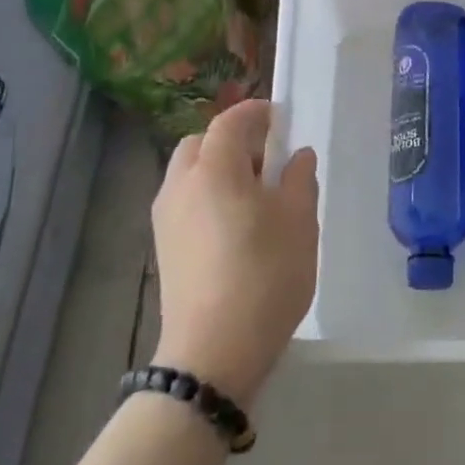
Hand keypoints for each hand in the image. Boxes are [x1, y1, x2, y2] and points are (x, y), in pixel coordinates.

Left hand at [150, 100, 317, 406]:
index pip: (229, 122)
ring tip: (255, 195)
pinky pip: (185, 203)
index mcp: (214, 169)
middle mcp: (180, 185)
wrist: (213, 351)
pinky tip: (235, 226)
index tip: (281, 118)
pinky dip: (207, 197)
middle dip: (231, 141)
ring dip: (217, 170)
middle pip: (200, 144)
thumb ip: (300, 179)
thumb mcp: (299, 221)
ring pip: (189, 175)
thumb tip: (298, 156)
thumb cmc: (265, 274)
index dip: (255, 113)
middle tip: (267, 159)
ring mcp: (166, 219)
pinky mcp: (164, 248)